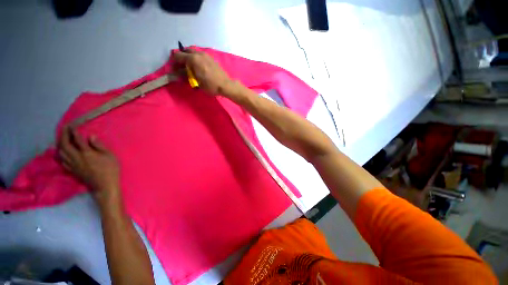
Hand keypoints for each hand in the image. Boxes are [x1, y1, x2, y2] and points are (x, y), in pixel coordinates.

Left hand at [58, 127, 120, 205]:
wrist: (104, 186)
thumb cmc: (110, 169)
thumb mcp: (110, 156)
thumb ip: (99, 146)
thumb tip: (90, 136)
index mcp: (87, 153)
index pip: (77, 139)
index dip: (74, 131)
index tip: (73, 125)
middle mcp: (76, 158)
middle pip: (65, 145)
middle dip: (64, 135)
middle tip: (65, 128)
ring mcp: (72, 165)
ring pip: (60, 152)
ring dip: (60, 143)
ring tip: (63, 138)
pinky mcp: (72, 170)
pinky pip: (62, 160)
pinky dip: (61, 153)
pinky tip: (63, 151)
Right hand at [172, 50, 236, 95]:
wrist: (226, 85)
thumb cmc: (211, 85)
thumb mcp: (197, 82)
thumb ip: (186, 75)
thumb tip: (178, 73)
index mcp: (193, 59)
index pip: (178, 56)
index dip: (174, 62)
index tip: (174, 69)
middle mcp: (199, 54)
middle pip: (185, 51)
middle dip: (181, 57)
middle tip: (181, 66)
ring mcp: (206, 55)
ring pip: (193, 52)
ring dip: (189, 57)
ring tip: (190, 66)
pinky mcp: (211, 58)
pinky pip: (200, 55)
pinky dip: (196, 58)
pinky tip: (198, 66)